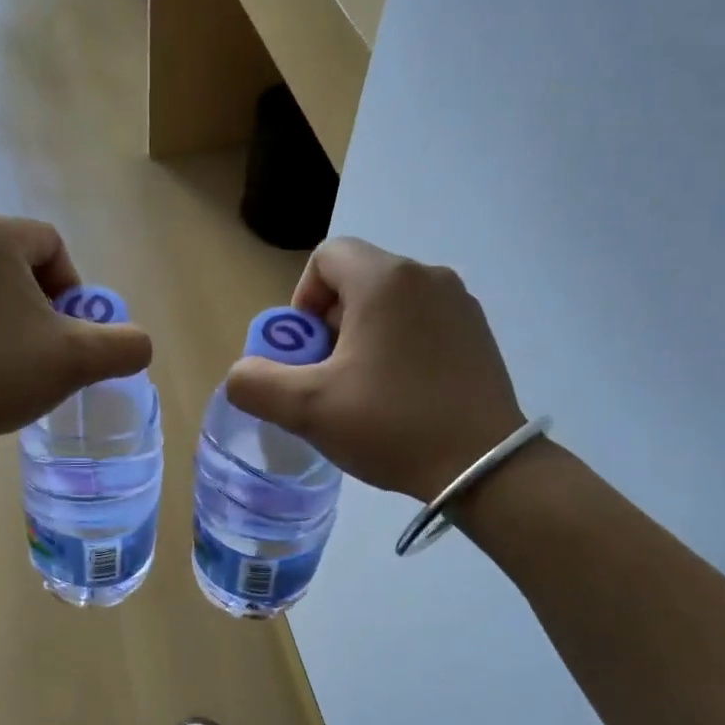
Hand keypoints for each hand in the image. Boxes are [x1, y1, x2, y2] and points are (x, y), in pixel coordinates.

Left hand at [0, 214, 152, 451]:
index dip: (74, 291)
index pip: (53, 246)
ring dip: (11, 319)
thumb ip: (125, 346)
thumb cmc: (0, 369)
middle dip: (42, 307)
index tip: (69, 335)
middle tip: (46, 352)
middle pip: (20, 265)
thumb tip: (138, 345)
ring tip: (13, 363)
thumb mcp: (79, 359)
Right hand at [225, 238, 524, 500]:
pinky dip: (400, 346)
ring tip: (364, 390)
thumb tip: (241, 375)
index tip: (306, 350)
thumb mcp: (307, 409)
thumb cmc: (391, 425)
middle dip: (330, 324)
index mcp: (384, 280)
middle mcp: (427, 275)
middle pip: (358, 279)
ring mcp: (460, 303)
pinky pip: (423, 322)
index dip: (303, 300)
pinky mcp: (478, 333)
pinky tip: (402, 395)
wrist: (483, 466)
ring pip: (391, 303)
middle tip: (329, 376)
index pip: (326, 257)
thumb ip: (255, 384)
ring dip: (364, 336)